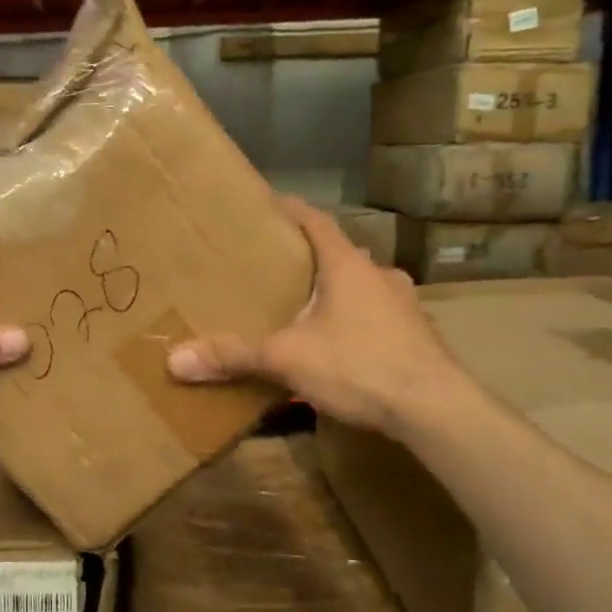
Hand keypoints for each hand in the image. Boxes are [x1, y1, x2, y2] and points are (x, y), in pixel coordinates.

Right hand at [166, 198, 464, 434]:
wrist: (436, 408)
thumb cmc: (359, 365)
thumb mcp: (287, 359)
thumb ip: (234, 356)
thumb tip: (174, 359)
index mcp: (348, 266)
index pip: (316, 221)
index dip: (291, 210)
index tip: (268, 203)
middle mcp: (380, 275)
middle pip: (338, 254)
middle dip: (308, 259)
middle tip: (275, 267)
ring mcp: (404, 306)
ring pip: (361, 288)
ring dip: (335, 292)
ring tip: (303, 308)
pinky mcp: (417, 337)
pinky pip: (377, 318)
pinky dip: (355, 322)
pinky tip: (340, 346)